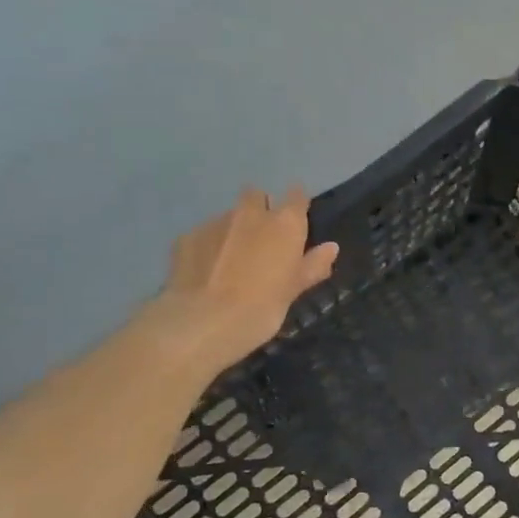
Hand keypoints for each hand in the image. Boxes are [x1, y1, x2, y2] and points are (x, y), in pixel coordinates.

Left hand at [151, 186, 338, 375]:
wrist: (203, 321)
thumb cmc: (262, 308)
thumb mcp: (293, 290)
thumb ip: (312, 265)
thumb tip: (331, 248)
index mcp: (284, 224)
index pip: (296, 196)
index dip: (297, 204)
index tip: (296, 219)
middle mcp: (250, 214)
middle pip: (256, 196)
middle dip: (259, 208)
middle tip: (261, 240)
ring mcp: (215, 222)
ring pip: (228, 217)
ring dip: (232, 231)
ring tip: (230, 264)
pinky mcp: (186, 236)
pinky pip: (203, 235)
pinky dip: (207, 248)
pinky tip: (206, 273)